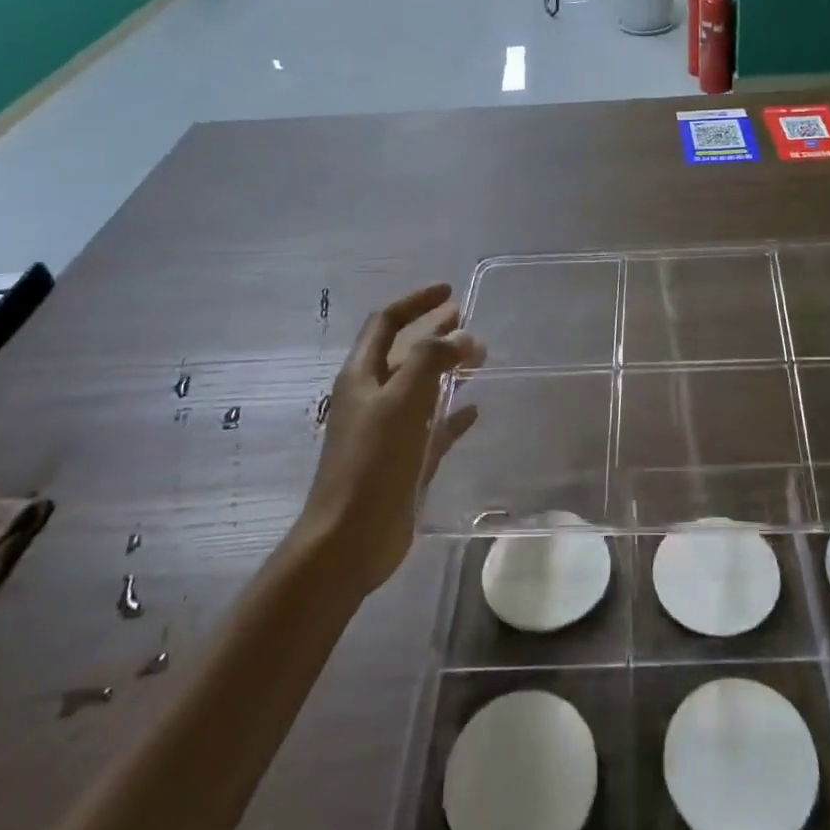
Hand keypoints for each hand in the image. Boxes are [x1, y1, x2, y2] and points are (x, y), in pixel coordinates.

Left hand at [301, 284, 484, 593]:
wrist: (350, 539)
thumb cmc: (372, 462)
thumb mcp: (401, 400)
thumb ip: (431, 359)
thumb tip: (462, 335)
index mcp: (362, 376)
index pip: (386, 323)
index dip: (416, 302)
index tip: (449, 291)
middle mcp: (373, 398)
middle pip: (405, 353)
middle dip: (434, 334)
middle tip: (469, 322)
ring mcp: (388, 431)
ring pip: (421, 389)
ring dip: (447, 371)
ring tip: (480, 360)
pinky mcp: (404, 461)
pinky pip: (432, 428)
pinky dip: (451, 415)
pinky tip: (474, 410)